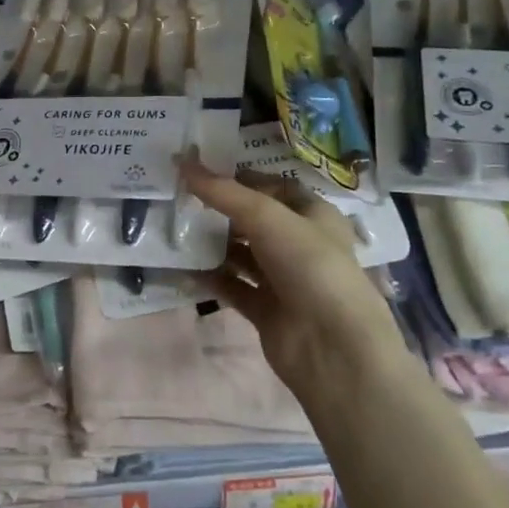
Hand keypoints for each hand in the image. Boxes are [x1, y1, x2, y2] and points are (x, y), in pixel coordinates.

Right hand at [183, 161, 401, 401]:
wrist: (332, 347)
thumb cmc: (309, 266)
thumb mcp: (266, 217)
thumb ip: (222, 191)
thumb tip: (182, 160)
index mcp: (314, 214)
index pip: (275, 186)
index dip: (241, 177)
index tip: (201, 170)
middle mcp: (301, 244)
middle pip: (255, 220)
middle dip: (221, 210)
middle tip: (180, 197)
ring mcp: (284, 279)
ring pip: (242, 254)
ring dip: (213, 243)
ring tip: (176, 229)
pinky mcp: (267, 310)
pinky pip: (233, 287)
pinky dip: (210, 277)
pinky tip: (182, 267)